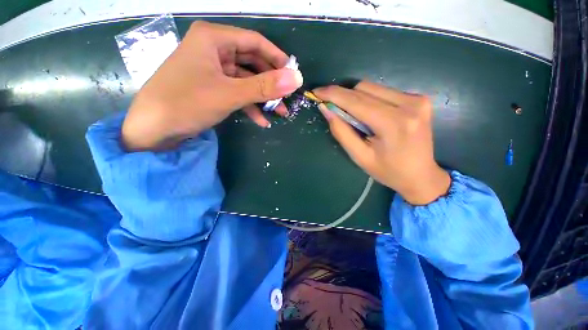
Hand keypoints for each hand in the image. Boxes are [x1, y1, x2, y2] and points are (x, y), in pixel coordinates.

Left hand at [122, 21, 302, 150]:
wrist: (154, 129)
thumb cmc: (187, 103)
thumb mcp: (230, 94)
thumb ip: (264, 86)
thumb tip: (296, 79)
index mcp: (213, 39)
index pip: (255, 42)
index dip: (277, 58)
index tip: (292, 75)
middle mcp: (213, 51)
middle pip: (252, 63)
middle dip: (270, 83)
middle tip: (286, 98)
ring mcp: (212, 71)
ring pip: (246, 81)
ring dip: (263, 98)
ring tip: (279, 113)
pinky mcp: (211, 89)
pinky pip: (236, 93)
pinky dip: (250, 106)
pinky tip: (261, 121)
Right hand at [313, 81, 449, 204]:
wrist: (421, 175)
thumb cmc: (387, 171)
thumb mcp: (359, 157)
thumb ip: (341, 132)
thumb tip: (326, 109)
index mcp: (393, 124)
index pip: (356, 101)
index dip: (333, 95)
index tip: (316, 92)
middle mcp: (409, 105)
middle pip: (364, 89)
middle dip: (343, 97)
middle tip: (331, 108)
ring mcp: (417, 99)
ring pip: (372, 87)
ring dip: (355, 98)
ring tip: (352, 116)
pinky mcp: (419, 98)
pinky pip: (383, 91)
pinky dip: (369, 99)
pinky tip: (368, 114)